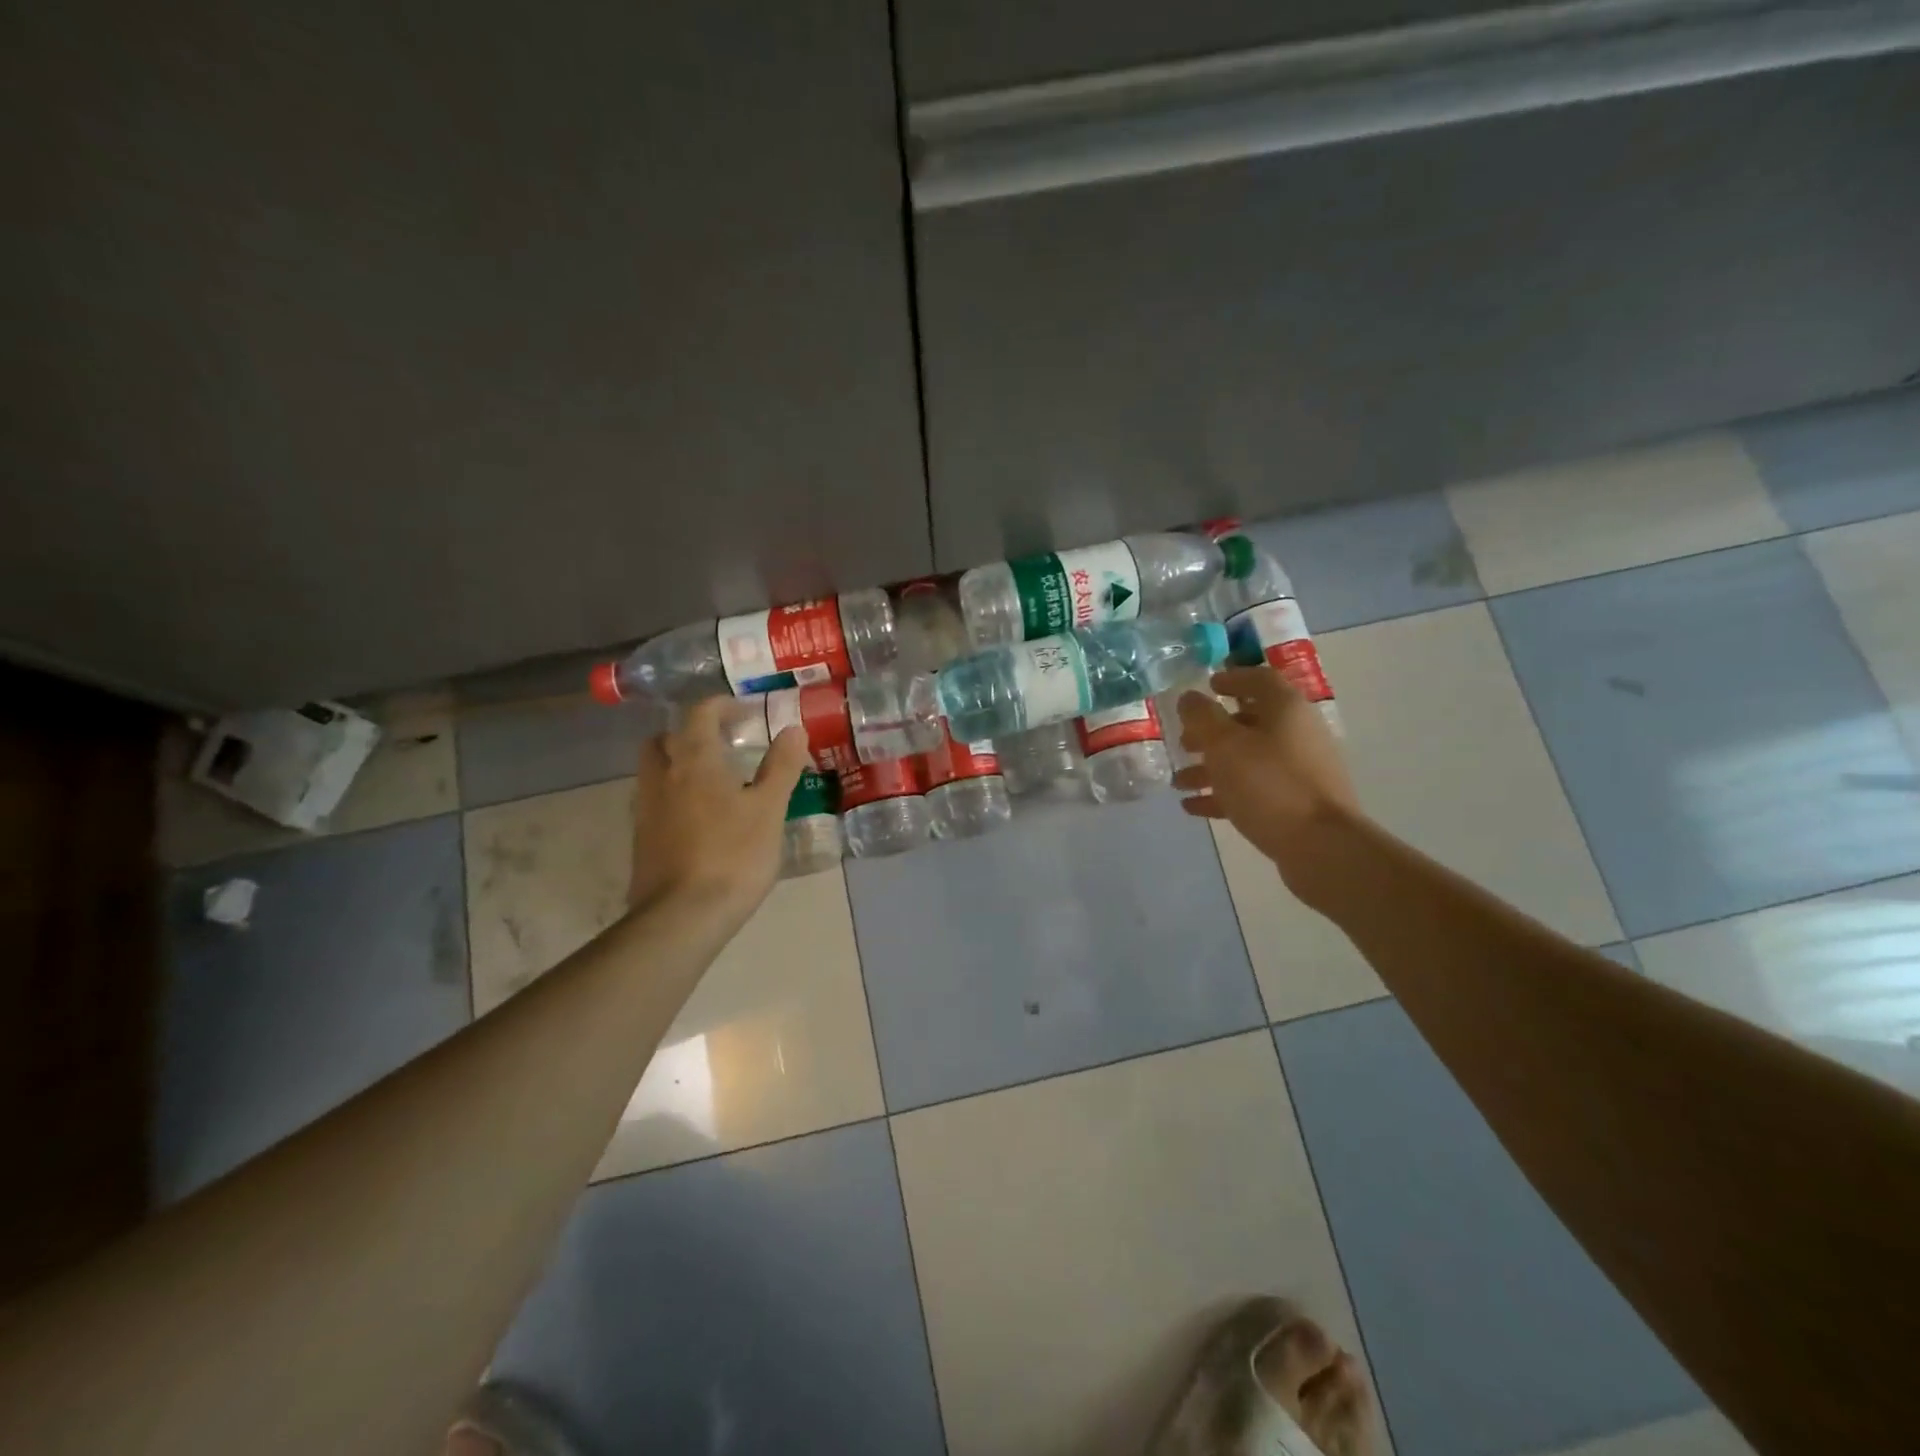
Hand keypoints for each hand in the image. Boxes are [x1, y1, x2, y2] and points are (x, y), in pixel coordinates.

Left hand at [628, 699, 808, 919]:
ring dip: (679, 765)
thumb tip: (792, 729)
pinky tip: (701, 819)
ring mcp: (646, 810)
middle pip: (665, 739)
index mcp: (694, 761)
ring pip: (655, 771)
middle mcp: (662, 777)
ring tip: (714, 782)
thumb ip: (781, 766)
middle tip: (721, 744)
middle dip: (689, 733)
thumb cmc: (733, 855)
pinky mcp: (642, 840)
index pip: (699, 714)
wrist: (683, 916)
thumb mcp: (770, 809)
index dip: (721, 706)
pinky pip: (655, 802)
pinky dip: (675, 796)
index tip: (744, 712)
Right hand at [1174, 667, 1359, 884]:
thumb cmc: (1269, 784)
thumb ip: (1202, 717)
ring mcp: (1299, 770)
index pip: (1258, 679)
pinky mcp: (1296, 803)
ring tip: (1179, 781)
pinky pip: (1253, 790)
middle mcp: (1297, 733)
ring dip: (1211, 767)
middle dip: (1212, 731)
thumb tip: (1189, 697)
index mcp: (1285, 709)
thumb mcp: (1224, 745)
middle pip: (1250, 722)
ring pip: (1248, 759)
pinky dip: (1224, 794)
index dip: (1231, 678)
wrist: (1322, 847)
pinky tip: (1193, 806)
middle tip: (1183, 741)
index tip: (1206, 685)